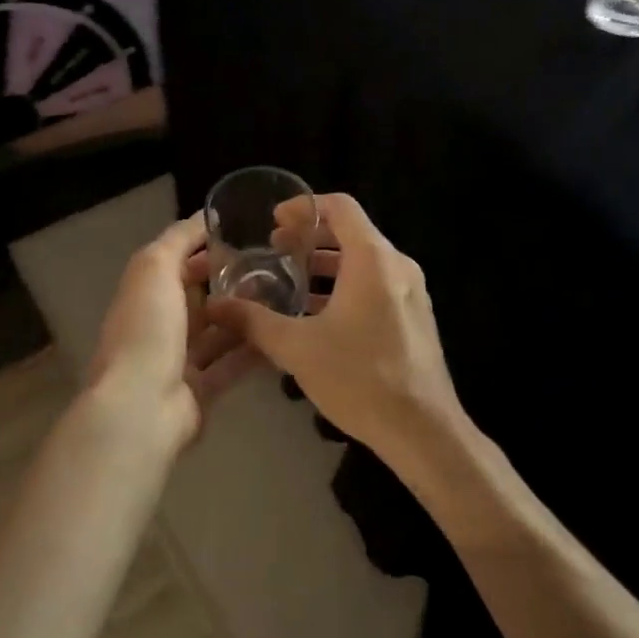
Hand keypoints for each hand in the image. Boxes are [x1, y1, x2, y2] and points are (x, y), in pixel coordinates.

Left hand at [84, 212, 262, 453]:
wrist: (142, 407)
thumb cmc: (147, 329)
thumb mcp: (155, 267)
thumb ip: (178, 239)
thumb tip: (205, 216)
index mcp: (145, 294)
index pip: (177, 263)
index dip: (207, 248)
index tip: (247, 236)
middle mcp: (160, 325)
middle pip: (200, 298)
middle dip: (232, 283)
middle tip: (276, 268)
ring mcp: (179, 360)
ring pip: (218, 332)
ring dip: (246, 317)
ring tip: (286, 297)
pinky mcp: (201, 390)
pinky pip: (231, 365)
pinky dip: (253, 351)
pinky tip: (282, 335)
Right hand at [206, 194, 463, 460]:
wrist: (423, 430)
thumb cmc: (360, 378)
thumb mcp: (297, 348)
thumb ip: (254, 321)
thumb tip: (215, 306)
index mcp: (372, 259)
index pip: (340, 207)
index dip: (304, 207)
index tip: (274, 221)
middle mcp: (397, 265)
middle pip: (351, 232)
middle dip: (311, 237)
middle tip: (274, 250)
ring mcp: (410, 292)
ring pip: (363, 261)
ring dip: (326, 265)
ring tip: (289, 281)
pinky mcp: (414, 316)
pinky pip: (376, 285)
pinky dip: (345, 287)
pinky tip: (317, 315)